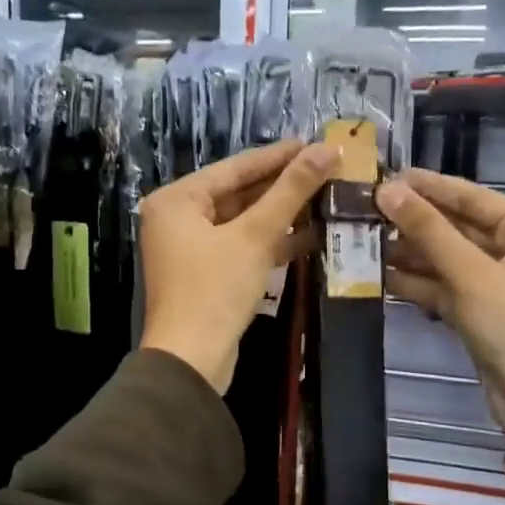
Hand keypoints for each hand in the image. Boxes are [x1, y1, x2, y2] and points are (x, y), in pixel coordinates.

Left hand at [139, 139, 337, 392]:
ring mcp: (190, 248)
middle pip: (238, 193)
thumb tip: (328, 149)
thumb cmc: (215, 289)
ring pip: (242, 221)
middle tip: (327, 169)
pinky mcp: (206, 274)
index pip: (235, 167)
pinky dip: (271, 242)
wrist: (192, 360)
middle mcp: (177, 218)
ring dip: (281, 214)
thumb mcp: (255, 235)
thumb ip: (291, 190)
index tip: (316, 143)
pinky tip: (310, 235)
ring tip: (327, 198)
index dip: (278, 156)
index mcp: (176, 200)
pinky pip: (242, 246)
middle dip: (283, 185)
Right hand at [377, 169, 504, 443]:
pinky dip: (416, 283)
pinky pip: (443, 287)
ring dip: (408, 253)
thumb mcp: (472, 276)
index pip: (472, 196)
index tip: (382, 174)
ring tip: (361, 240)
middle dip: (412, 222)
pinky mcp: (479, 313)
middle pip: (456, 227)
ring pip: (445, 259)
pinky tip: (378, 275)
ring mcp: (496, 284)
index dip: (427, 186)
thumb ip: (429, 231)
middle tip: (363, 210)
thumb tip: (386, 190)